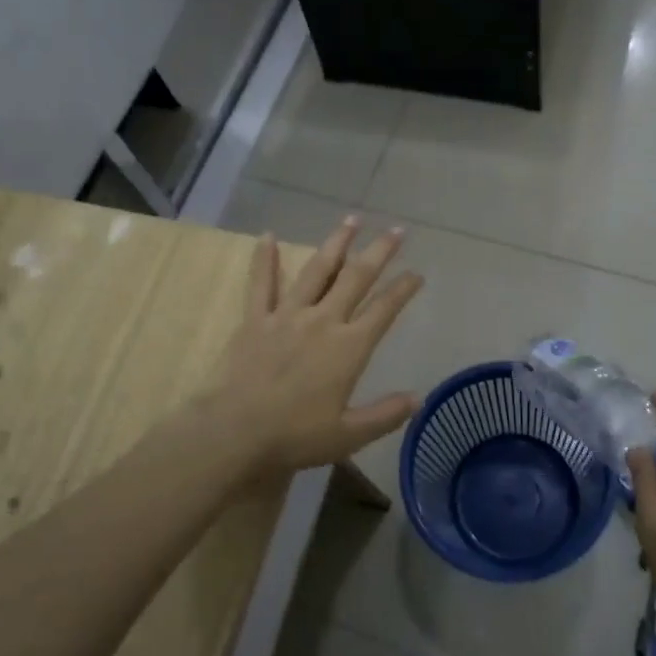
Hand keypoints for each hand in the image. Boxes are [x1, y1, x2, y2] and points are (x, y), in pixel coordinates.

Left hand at [207, 218, 423, 475]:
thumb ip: (386, 414)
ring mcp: (287, 315)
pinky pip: (261, 283)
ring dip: (336, 243)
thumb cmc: (296, 435)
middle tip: (396, 230)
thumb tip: (419, 398)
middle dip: (379, 252)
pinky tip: (268, 236)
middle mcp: (323, 321)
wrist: (236, 431)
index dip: (403, 289)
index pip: (384, 310)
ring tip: (351, 220)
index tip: (417, 274)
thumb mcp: (349, 434)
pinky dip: (264, 259)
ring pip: (317, 270)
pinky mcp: (256, 320)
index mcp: (348, 347)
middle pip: (356, 278)